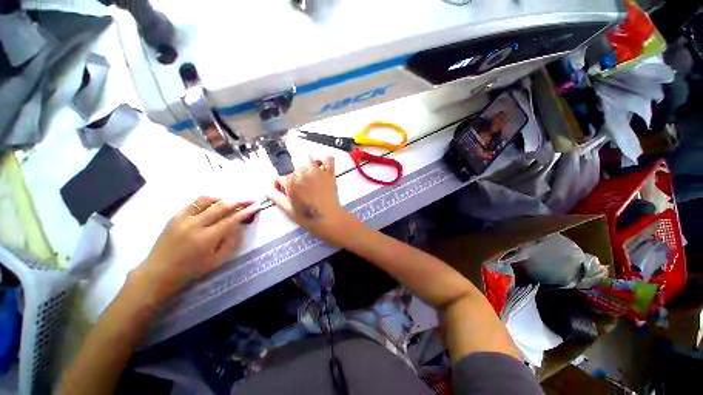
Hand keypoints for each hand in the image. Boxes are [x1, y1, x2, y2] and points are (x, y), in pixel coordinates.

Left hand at [135, 196, 259, 302]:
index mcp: (206, 239)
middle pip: (221, 207)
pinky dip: (208, 201)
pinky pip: (194, 203)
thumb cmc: (191, 270)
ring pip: (207, 200)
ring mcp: (182, 219)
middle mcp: (194, 225)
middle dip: (239, 201)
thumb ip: (230, 242)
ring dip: (223, 199)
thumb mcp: (217, 261)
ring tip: (231, 202)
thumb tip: (238, 226)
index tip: (256, 206)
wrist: (158, 273)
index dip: (245, 212)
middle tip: (249, 199)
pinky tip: (213, 205)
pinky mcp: (174, 216)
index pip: (231, 220)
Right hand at [267, 156, 353, 242]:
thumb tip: (267, 186)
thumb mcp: (287, 209)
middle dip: (295, 177)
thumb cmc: (307, 217)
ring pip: (308, 160)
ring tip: (311, 177)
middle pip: (294, 169)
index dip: (282, 185)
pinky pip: (329, 159)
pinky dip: (326, 160)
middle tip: (301, 189)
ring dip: (307, 167)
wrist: (328, 219)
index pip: (281, 177)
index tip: (286, 192)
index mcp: (291, 182)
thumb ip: (275, 196)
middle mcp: (303, 173)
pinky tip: (323, 165)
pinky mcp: (329, 173)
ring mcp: (317, 172)